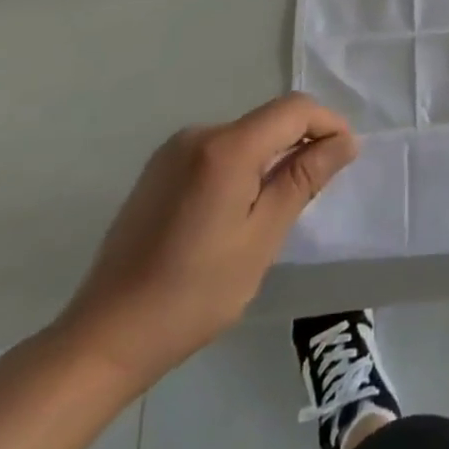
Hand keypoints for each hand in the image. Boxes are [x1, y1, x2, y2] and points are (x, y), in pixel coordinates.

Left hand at [55, 93, 357, 392]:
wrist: (102, 340)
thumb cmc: (192, 294)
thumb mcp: (261, 238)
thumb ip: (304, 180)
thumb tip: (346, 141)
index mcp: (226, 147)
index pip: (294, 109)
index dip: (328, 123)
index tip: (345, 157)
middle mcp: (200, 134)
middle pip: (269, 120)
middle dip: (300, 143)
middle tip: (314, 191)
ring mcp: (174, 151)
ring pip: (245, 136)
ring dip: (271, 157)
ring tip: (276, 208)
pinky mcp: (158, 170)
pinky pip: (218, 151)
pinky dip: (242, 167)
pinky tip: (236, 212)